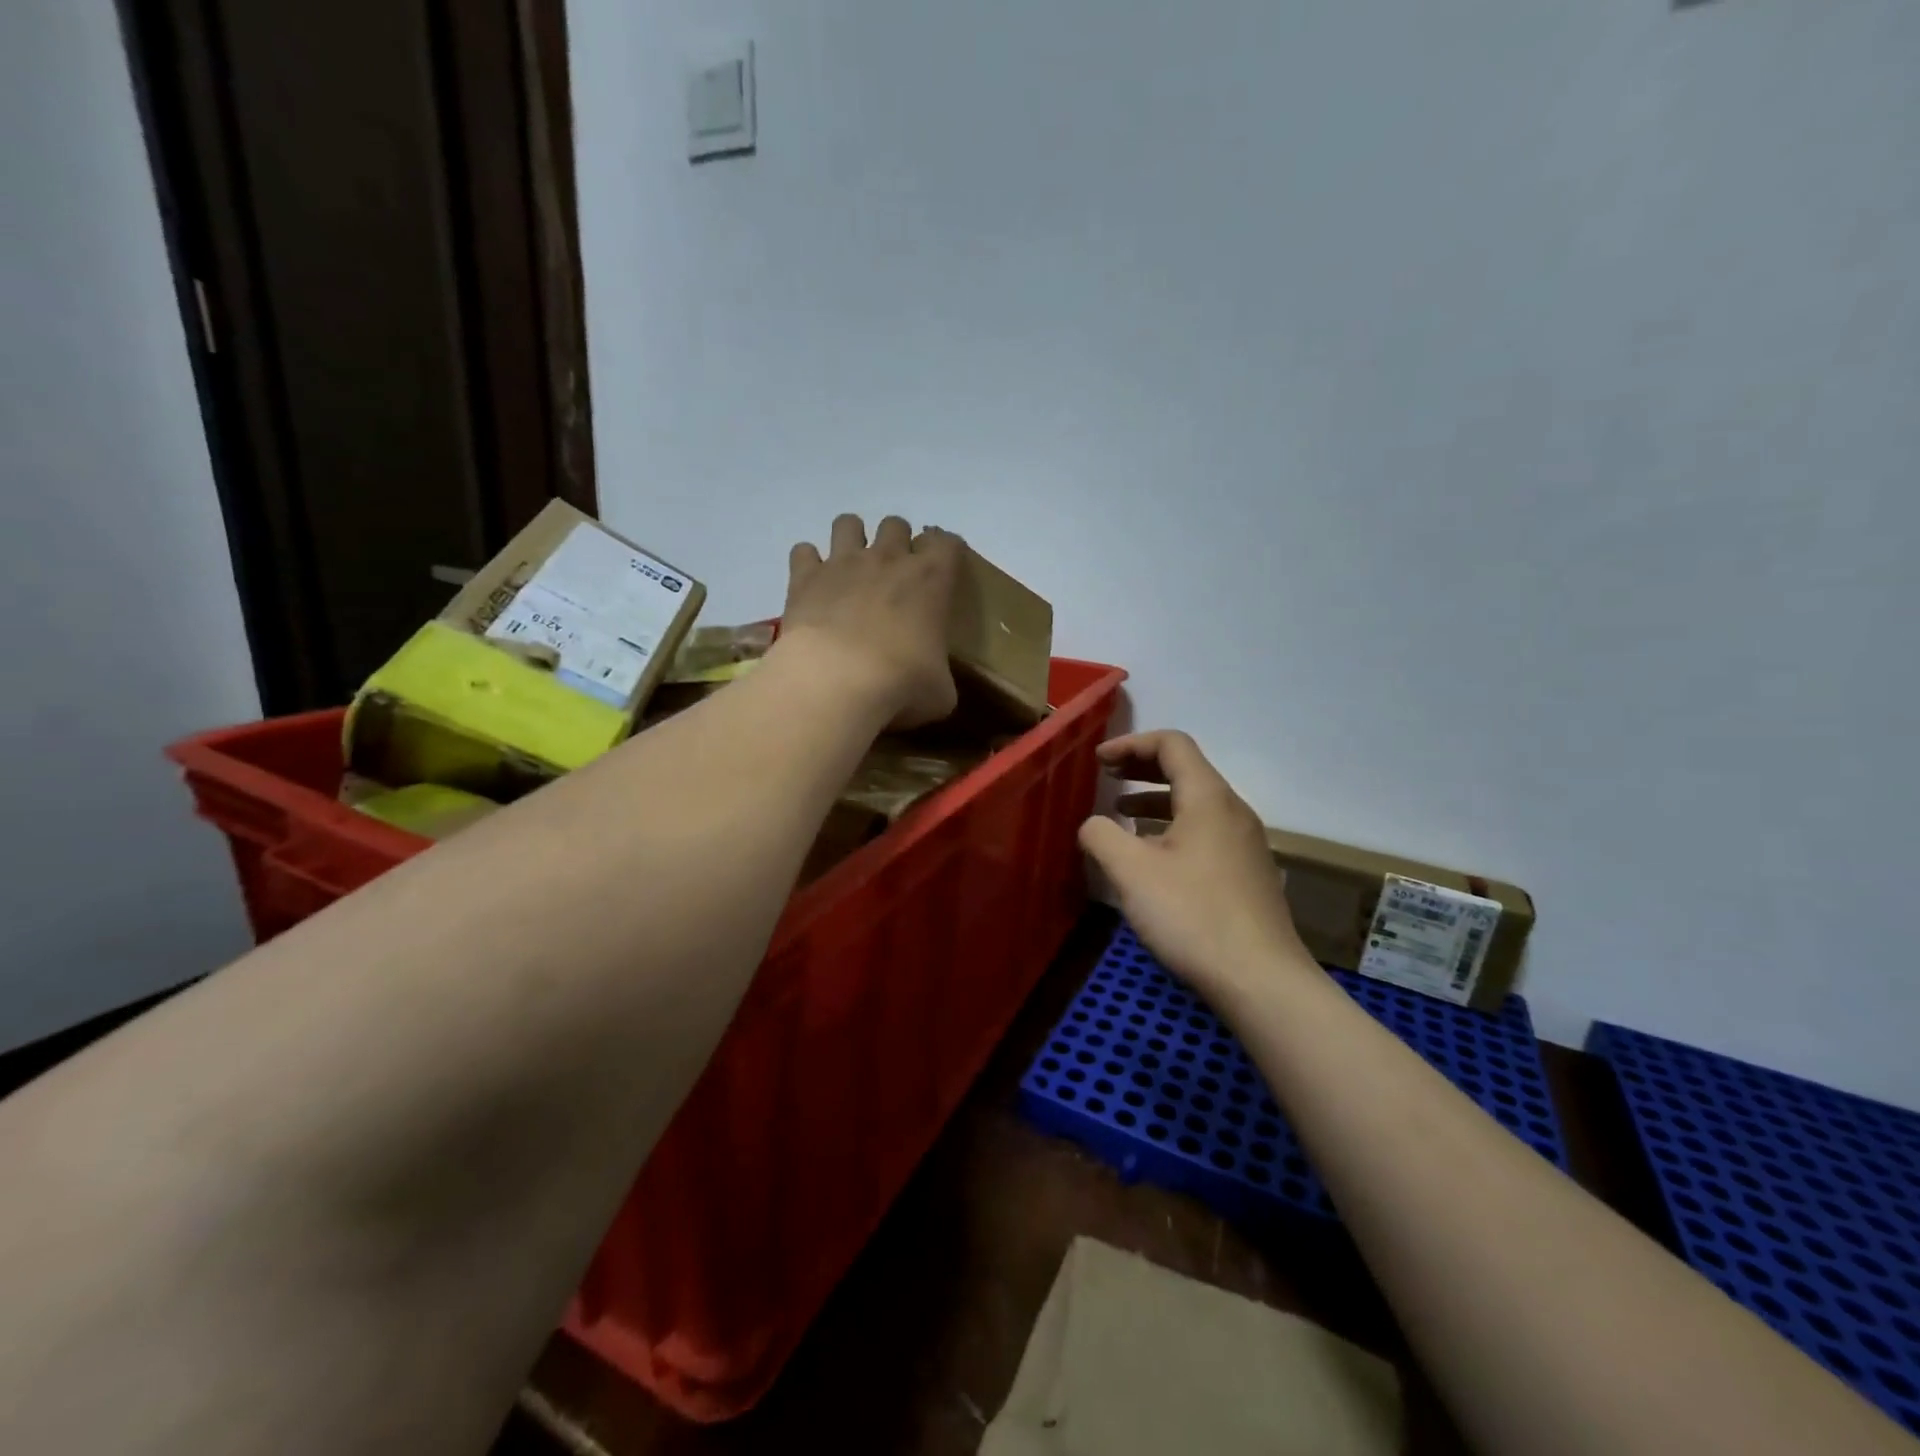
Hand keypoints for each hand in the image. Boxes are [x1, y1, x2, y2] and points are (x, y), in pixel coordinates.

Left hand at [779, 514, 962, 728]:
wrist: (838, 681)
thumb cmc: (901, 684)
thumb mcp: (940, 693)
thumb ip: (939, 678)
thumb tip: (933, 687)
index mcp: (931, 580)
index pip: (946, 543)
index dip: (945, 552)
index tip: (941, 571)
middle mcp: (888, 559)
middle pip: (896, 525)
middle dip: (896, 542)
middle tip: (893, 575)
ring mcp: (843, 563)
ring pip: (848, 523)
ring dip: (851, 539)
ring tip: (851, 568)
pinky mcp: (805, 577)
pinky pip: (803, 550)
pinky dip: (808, 564)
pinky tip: (813, 585)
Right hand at [1079, 731, 1318, 1005]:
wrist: (1261, 979)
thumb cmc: (1192, 915)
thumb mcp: (1131, 872)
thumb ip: (1102, 836)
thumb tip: (1093, 825)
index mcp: (1208, 798)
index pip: (1172, 744)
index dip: (1131, 744)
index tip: (1099, 761)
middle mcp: (1233, 811)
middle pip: (1186, 769)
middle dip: (1142, 767)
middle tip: (1108, 777)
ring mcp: (1246, 843)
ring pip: (1196, 803)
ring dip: (1155, 800)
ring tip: (1122, 815)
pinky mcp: (1248, 873)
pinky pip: (1205, 831)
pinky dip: (1172, 827)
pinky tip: (1153, 858)